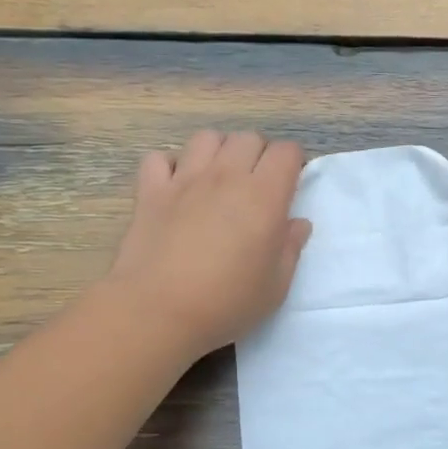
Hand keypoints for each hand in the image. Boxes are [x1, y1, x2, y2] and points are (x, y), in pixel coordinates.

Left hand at [106, 130, 311, 358]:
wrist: (158, 311)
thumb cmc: (226, 303)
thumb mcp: (275, 286)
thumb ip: (290, 249)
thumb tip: (297, 224)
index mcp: (263, 196)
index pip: (286, 152)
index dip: (292, 164)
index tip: (289, 187)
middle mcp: (226, 176)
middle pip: (248, 138)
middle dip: (258, 154)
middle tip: (255, 186)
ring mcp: (184, 179)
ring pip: (206, 138)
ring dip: (218, 151)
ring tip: (217, 179)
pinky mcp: (150, 191)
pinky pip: (158, 158)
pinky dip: (168, 166)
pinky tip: (174, 186)